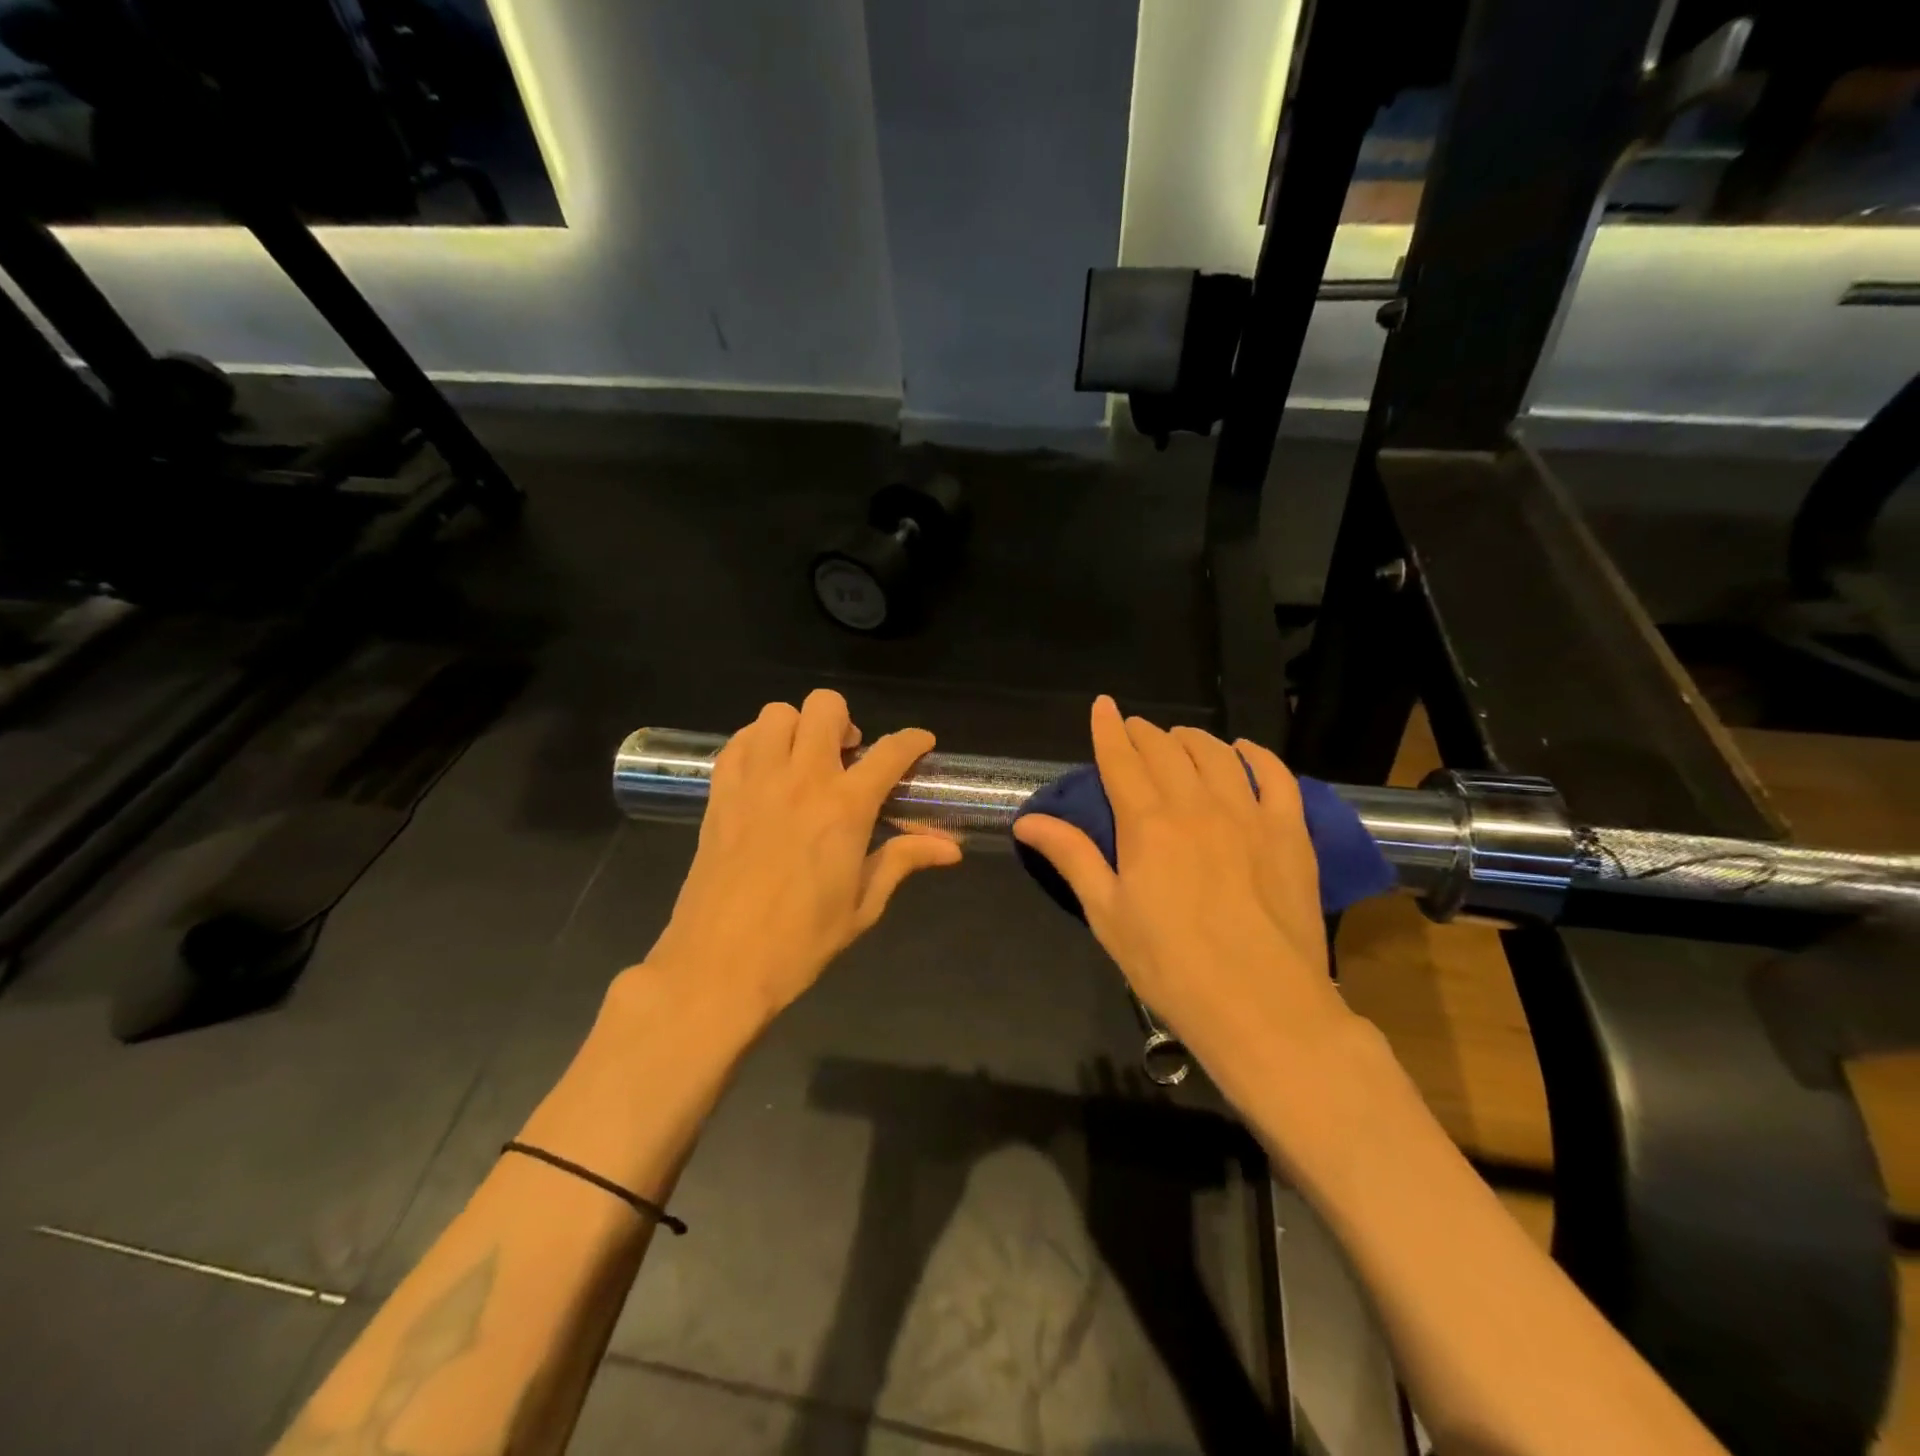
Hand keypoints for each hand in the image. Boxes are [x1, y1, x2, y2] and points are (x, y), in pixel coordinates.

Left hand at [639, 689, 961, 1030]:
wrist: (718, 967)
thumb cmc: (800, 942)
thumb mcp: (862, 906)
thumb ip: (903, 861)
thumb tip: (951, 849)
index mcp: (845, 808)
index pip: (891, 752)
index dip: (913, 741)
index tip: (921, 744)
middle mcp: (801, 779)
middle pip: (826, 708)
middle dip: (846, 721)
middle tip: (849, 757)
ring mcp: (755, 781)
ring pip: (777, 714)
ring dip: (798, 727)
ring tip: (803, 760)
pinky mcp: (719, 793)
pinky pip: (738, 742)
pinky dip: (757, 743)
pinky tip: (766, 772)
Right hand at [1012, 696, 1353, 1093]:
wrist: (1262, 1006)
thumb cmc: (1169, 966)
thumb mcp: (1107, 913)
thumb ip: (1072, 856)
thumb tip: (1026, 820)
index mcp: (1146, 823)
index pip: (1121, 758)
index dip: (1107, 729)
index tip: (1102, 705)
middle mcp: (1196, 804)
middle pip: (1167, 750)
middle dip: (1145, 733)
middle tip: (1134, 732)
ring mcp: (1249, 814)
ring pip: (1217, 754)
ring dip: (1192, 739)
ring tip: (1179, 740)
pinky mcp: (1290, 832)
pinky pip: (1274, 775)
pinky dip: (1255, 755)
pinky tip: (1243, 751)